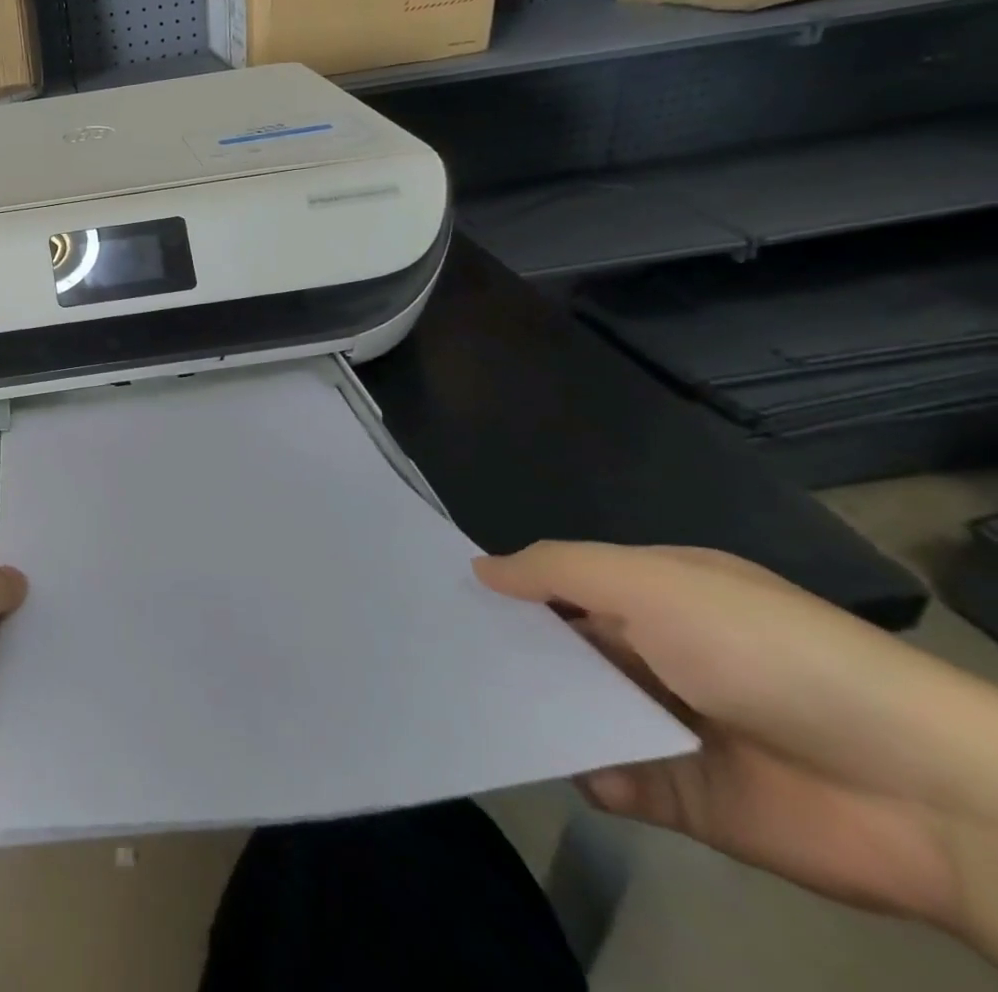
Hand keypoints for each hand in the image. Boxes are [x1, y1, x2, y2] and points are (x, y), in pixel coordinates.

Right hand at [475, 543, 997, 952]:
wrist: (920, 792)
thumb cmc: (766, 653)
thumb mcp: (653, 585)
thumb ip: (558, 571)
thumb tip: (478, 568)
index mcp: (653, 597)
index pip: (560, 585)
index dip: (507, 589)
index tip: (444, 597)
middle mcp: (654, 654)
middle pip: (560, 649)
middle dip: (510, 653)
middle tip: (440, 656)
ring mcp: (665, 724)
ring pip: (575, 712)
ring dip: (539, 713)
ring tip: (482, 710)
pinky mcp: (681, 794)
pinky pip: (611, 778)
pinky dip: (590, 773)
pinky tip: (583, 770)